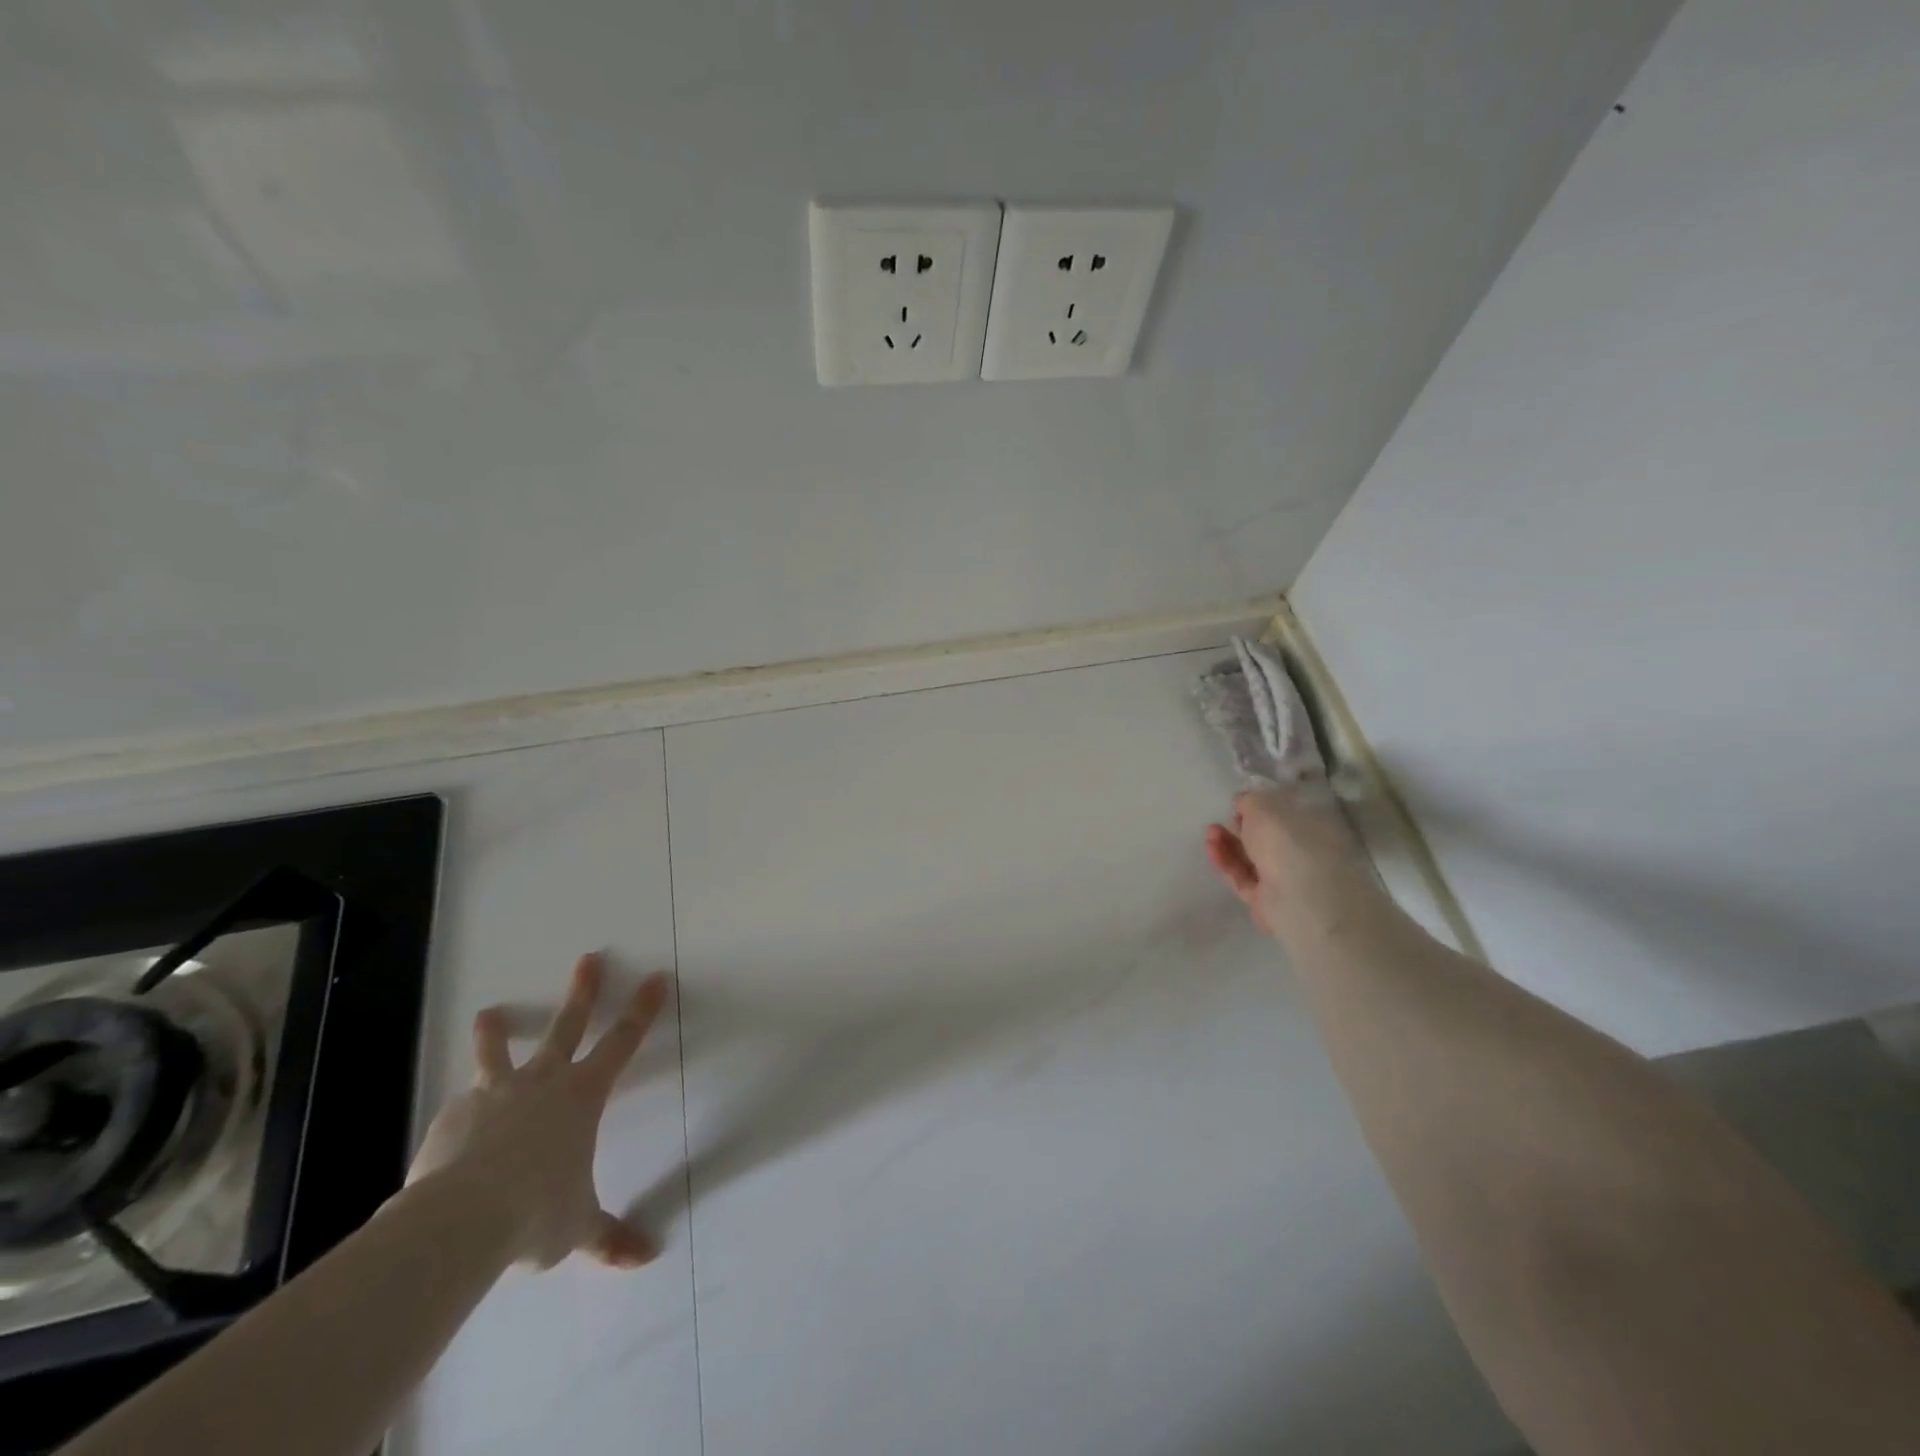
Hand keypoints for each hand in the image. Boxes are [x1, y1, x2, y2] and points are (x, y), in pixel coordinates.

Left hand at [406, 953, 668, 1269]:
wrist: (459, 1220)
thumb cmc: (536, 1211)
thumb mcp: (577, 1227)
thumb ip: (608, 1237)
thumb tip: (645, 1257)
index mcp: (583, 1095)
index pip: (623, 1041)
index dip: (642, 1009)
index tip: (656, 977)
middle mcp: (543, 1082)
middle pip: (567, 1025)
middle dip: (583, 991)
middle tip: (588, 959)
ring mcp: (495, 1093)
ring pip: (499, 1052)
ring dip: (496, 1031)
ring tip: (488, 1012)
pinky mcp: (454, 1116)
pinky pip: (463, 1106)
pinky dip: (465, 1109)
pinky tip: (457, 1124)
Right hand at [1204, 788, 1362, 935]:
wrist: (1295, 894)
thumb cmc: (1286, 841)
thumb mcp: (1263, 806)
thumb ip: (1249, 801)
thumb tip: (1241, 802)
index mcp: (1312, 828)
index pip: (1285, 816)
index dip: (1261, 808)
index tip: (1239, 804)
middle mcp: (1301, 854)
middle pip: (1265, 839)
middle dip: (1240, 827)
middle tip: (1222, 818)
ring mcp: (1283, 879)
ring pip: (1251, 858)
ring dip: (1229, 843)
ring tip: (1210, 831)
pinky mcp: (1264, 899)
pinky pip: (1242, 877)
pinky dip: (1226, 862)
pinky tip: (1211, 848)